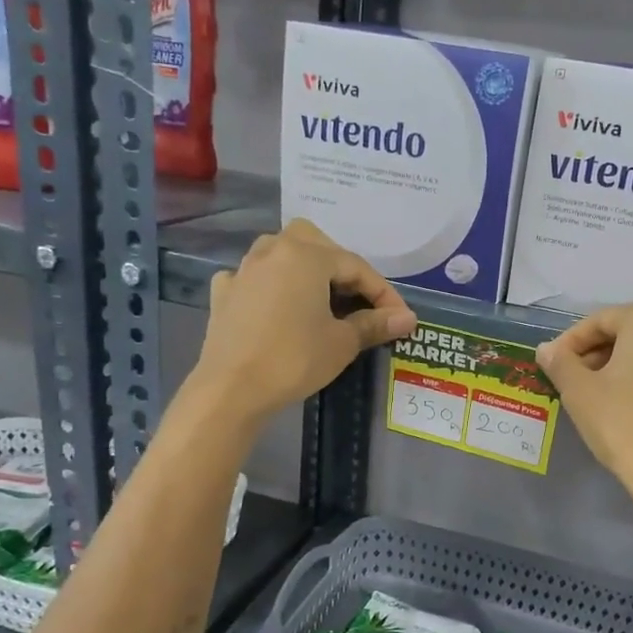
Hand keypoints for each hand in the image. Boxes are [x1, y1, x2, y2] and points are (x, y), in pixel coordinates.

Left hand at [192, 220, 415, 428]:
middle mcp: (273, 251)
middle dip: (341, 266)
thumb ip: (375, 324)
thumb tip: (408, 318)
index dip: (383, 293)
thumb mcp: (342, 343)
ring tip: (320, 297)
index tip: (400, 317)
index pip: (356, 267)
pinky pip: (254, 277)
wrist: (231, 389)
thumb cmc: (294, 360)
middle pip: (316, 243)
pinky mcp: (224, 293)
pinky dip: (269, 285)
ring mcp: (244, 270)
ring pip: (281, 252)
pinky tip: (275, 304)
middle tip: (358, 299)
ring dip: (305, 268)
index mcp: (306, 256)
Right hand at [536, 299, 632, 509]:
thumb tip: (548, 349)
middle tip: (576, 383)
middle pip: (631, 334)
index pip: (599, 322)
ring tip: (606, 398)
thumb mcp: (579, 392)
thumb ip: (560, 362)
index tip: (554, 366)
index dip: (570, 343)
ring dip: (628, 368)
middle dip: (600, 354)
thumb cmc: (625, 425)